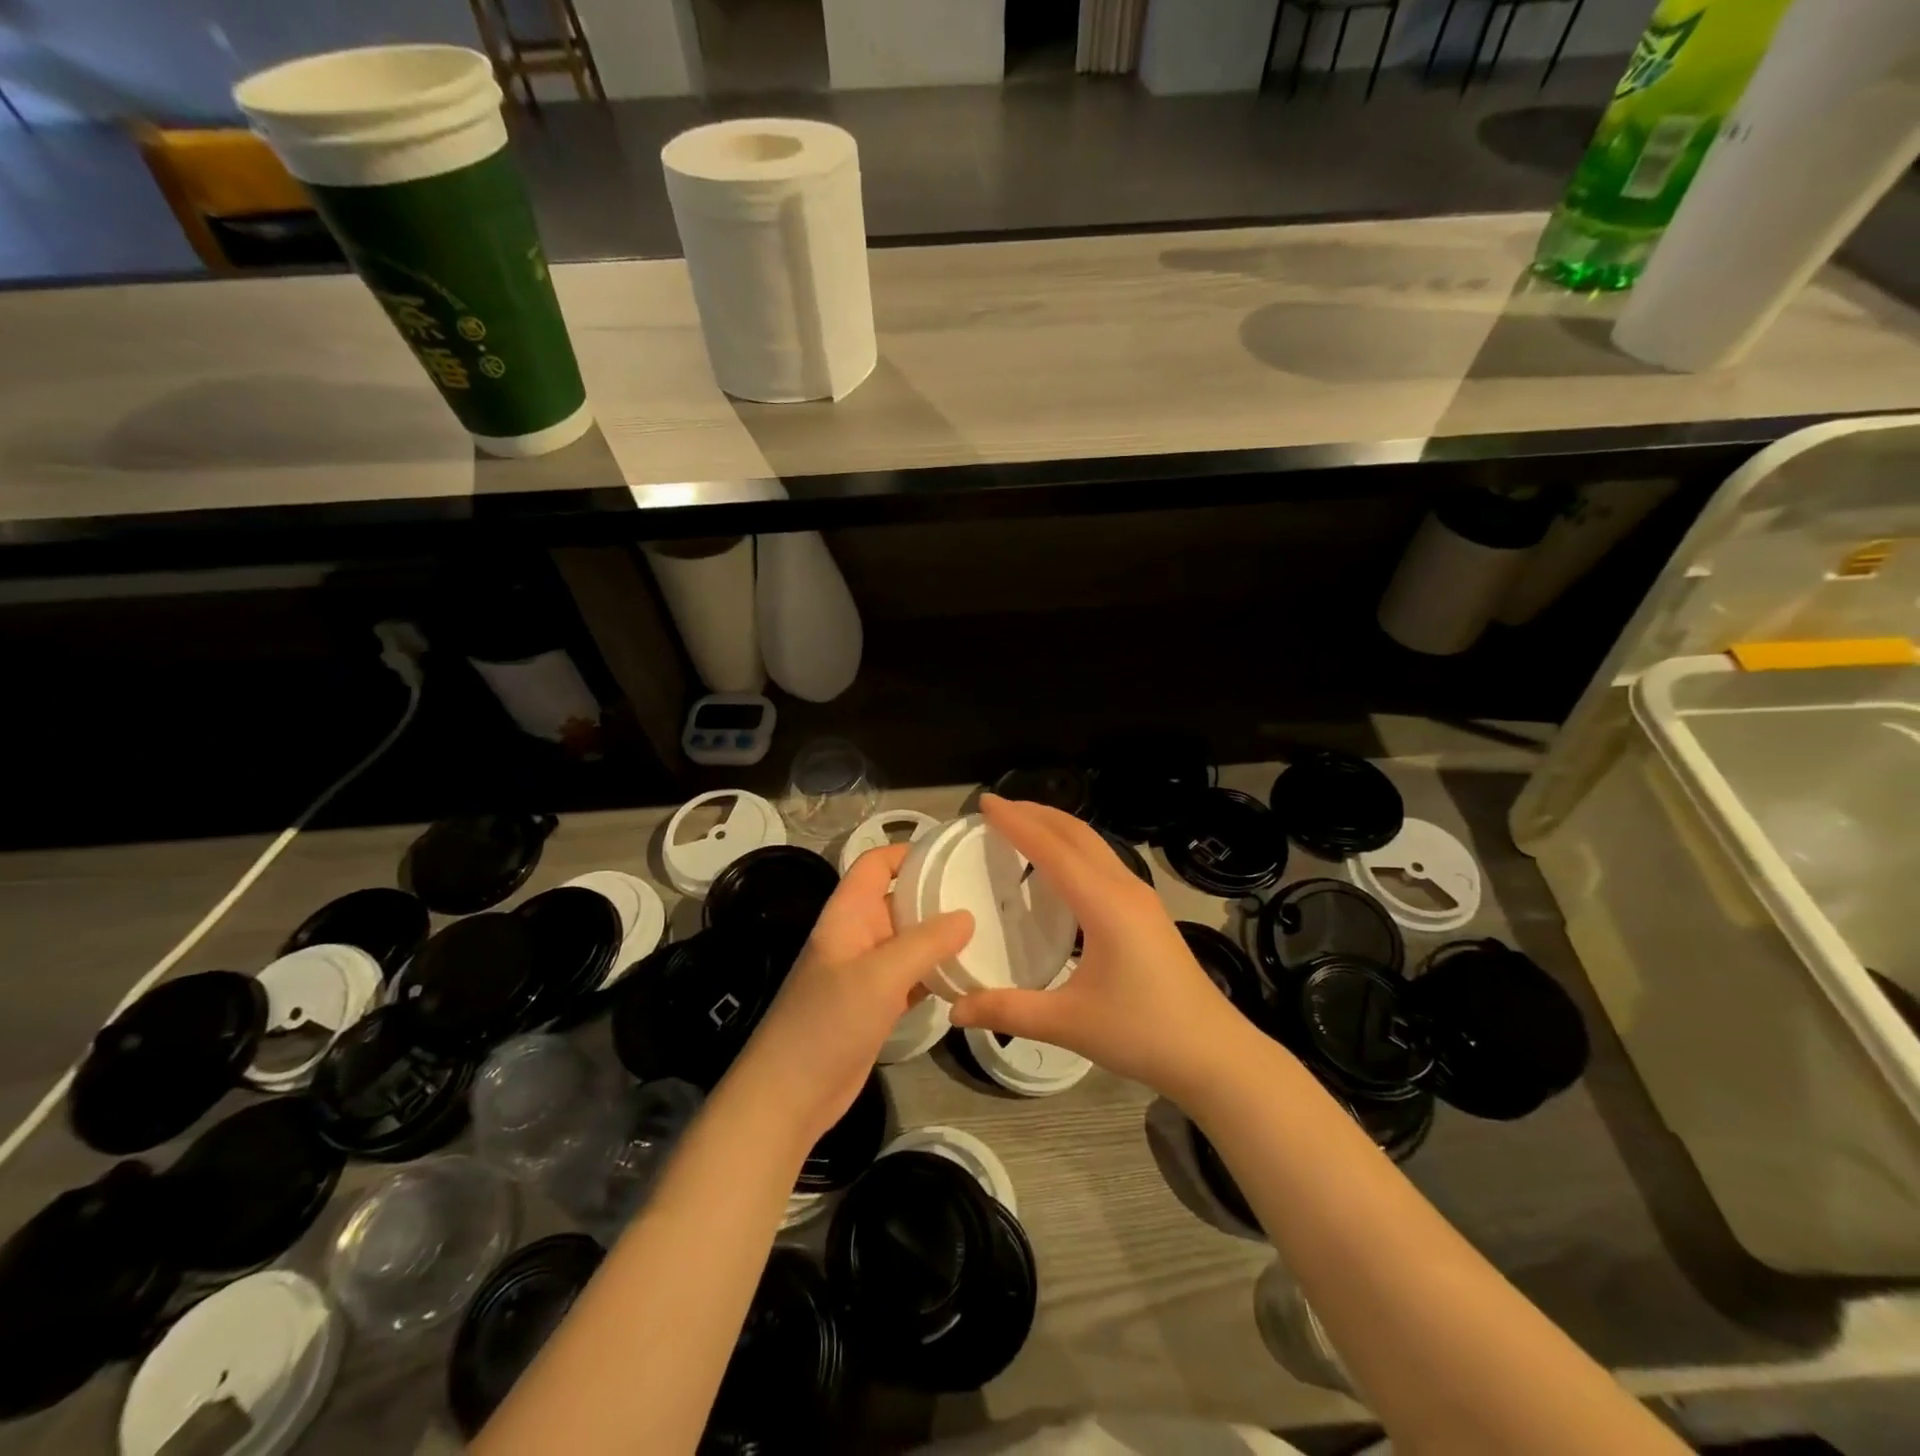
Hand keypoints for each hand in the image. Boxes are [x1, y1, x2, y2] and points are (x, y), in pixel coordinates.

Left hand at [733, 842, 972, 1145]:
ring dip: (941, 936)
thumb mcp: (879, 975)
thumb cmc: (828, 1022)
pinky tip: (970, 974)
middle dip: (936, 894)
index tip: (953, 855)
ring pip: (910, 940)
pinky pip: (914, 976)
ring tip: (989, 927)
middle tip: (986, 892)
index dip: (908, 852)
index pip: (876, 864)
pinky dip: (938, 972)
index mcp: (848, 914)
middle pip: (899, 900)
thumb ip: (925, 943)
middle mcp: (858, 935)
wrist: (790, 1095)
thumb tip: (967, 916)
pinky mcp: (878, 1004)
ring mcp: (868, 972)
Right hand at [948, 795, 1252, 1100]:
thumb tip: (954, 1008)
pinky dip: (1073, 850)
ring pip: (1094, 845)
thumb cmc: (1143, 1033)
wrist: (1214, 1053)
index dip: (1016, 822)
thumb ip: (1008, 1011)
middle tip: (997, 809)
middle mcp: (1124, 888)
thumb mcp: (1069, 1023)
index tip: (984, 802)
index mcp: (1104, 903)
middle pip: (1076, 833)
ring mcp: (1141, 898)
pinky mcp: (1147, 913)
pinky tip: (1058, 872)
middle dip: (1036, 813)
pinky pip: (1104, 863)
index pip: (1051, 848)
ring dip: (1057, 829)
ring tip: (1022, 828)